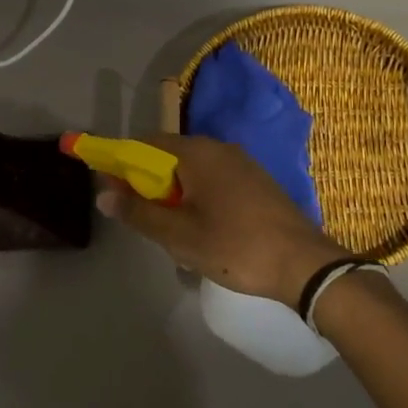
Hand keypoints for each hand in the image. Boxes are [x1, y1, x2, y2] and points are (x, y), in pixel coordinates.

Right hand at [97, 134, 347, 307]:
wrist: (304, 263)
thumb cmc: (235, 246)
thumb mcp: (179, 236)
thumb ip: (139, 212)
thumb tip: (103, 194)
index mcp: (196, 152)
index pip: (145, 143)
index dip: (122, 163)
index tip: (111, 190)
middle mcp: (218, 148)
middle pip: (169, 156)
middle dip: (150, 184)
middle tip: (145, 221)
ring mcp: (241, 162)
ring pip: (192, 172)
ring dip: (175, 195)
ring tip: (175, 233)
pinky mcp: (256, 181)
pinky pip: (214, 181)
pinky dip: (198, 198)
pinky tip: (203, 231)